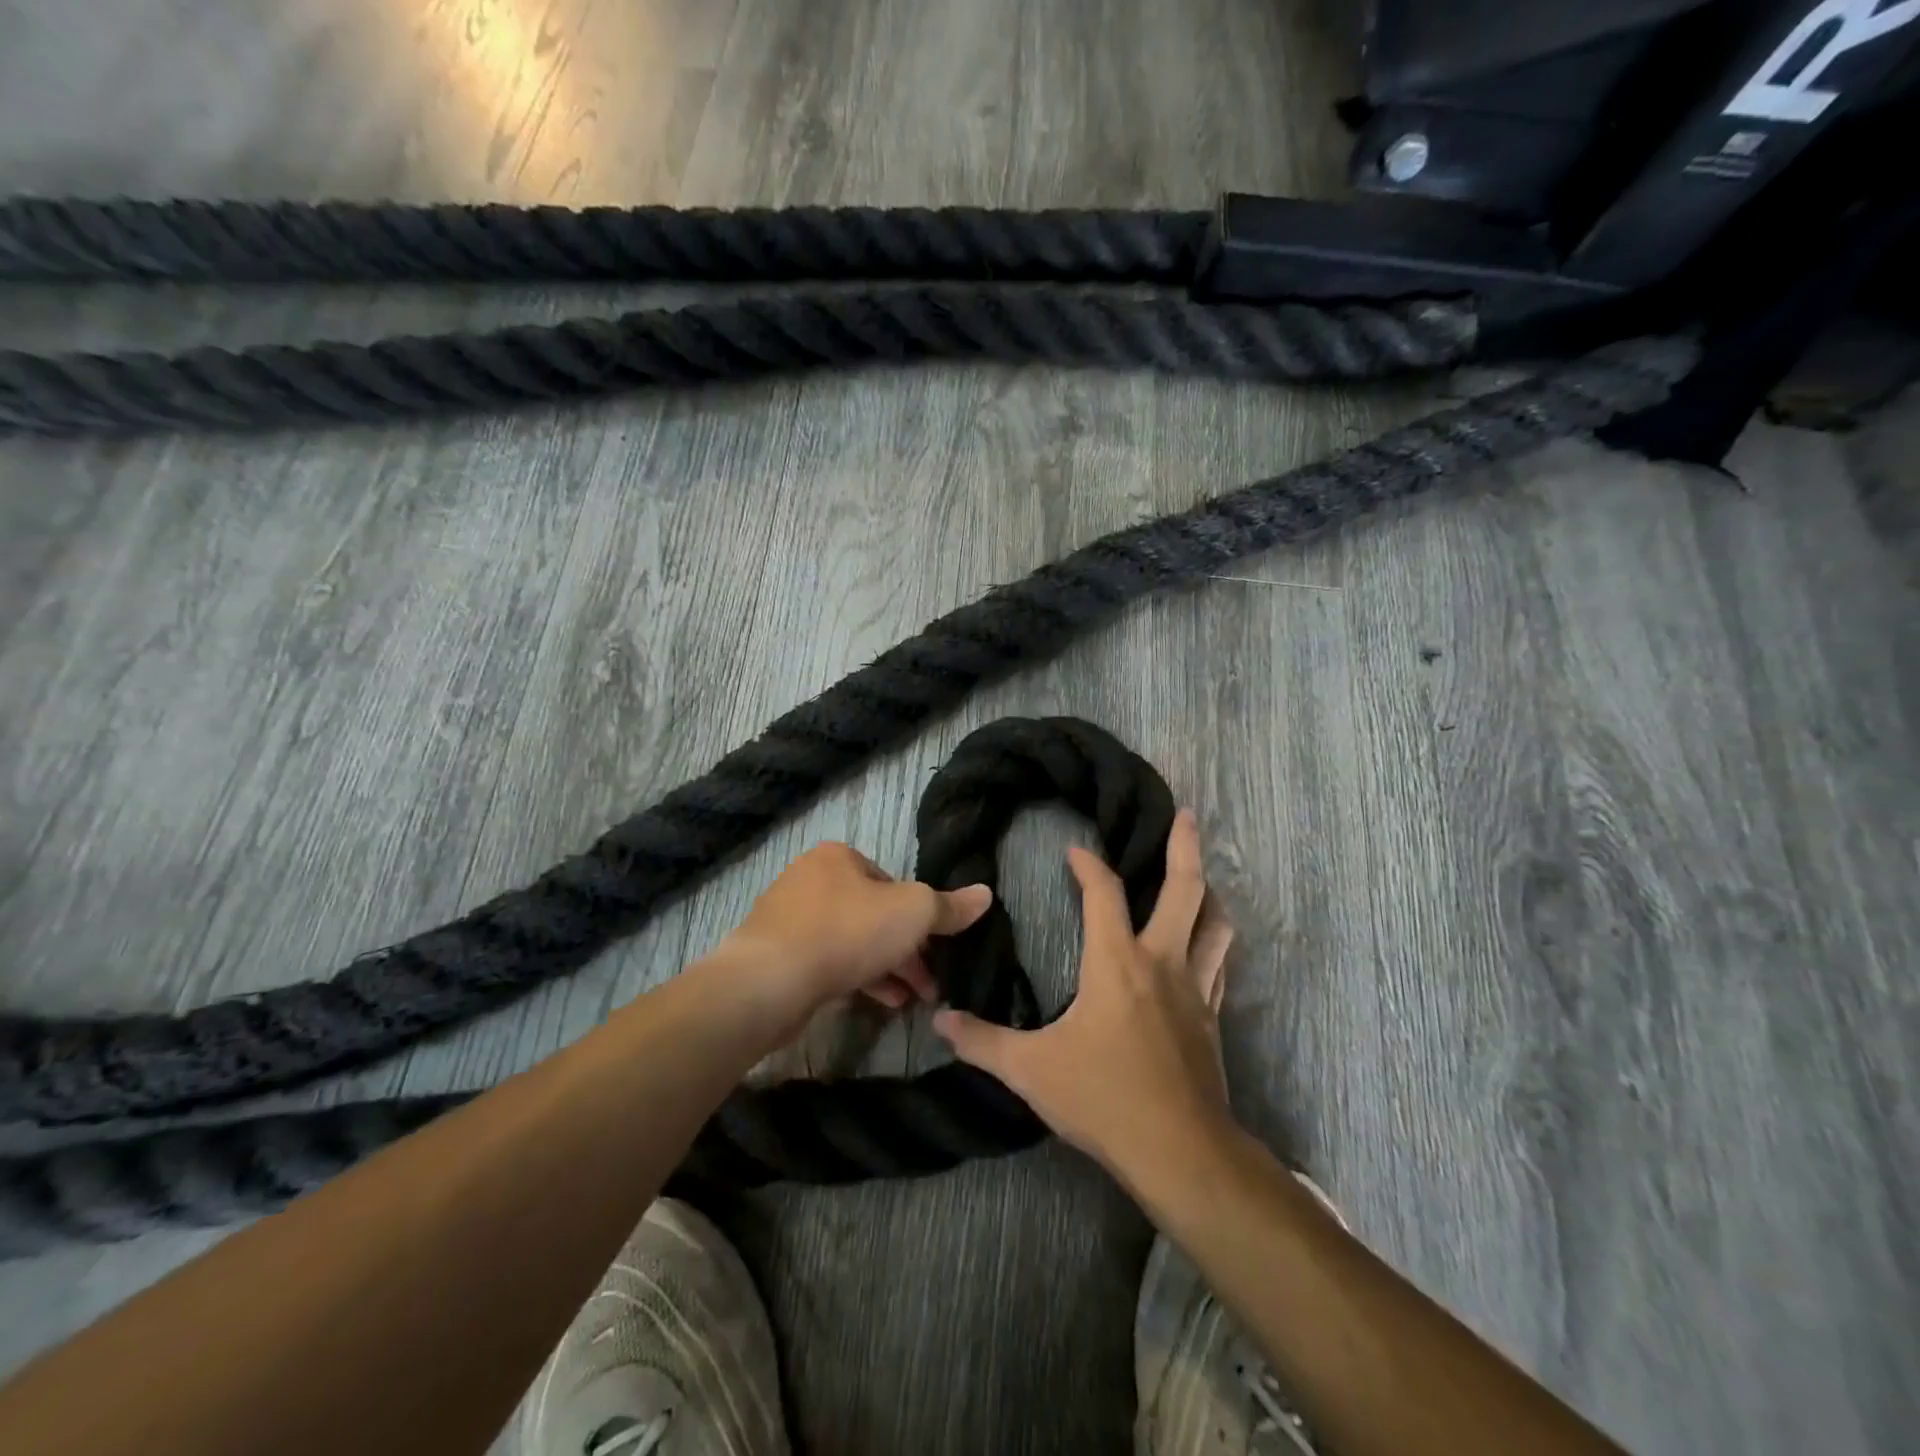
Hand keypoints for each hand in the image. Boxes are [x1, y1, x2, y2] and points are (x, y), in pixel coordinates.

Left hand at [720, 841, 992, 1029]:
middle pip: (872, 914)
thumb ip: (949, 907)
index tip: (935, 950)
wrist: (770, 981)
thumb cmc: (847, 933)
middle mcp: (809, 879)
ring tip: (910, 1001)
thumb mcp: (913, 914)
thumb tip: (985, 894)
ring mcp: (788, 918)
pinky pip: (826, 962)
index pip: (891, 883)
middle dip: (904, 950)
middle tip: (928, 985)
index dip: (918, 917)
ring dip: (884, 969)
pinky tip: (875, 1003)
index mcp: (838, 857)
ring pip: (850, 941)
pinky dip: (854, 979)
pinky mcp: (774, 955)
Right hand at [933, 809, 1236, 1183]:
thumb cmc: (1104, 1098)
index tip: (1075, 851)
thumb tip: (940, 1021)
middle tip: (1185, 814)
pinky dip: (1213, 944)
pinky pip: (1219, 965)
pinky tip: (1207, 947)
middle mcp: (1162, 962)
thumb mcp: (1031, 1070)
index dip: (1087, 865)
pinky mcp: (1212, 1018)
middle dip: (1184, 847)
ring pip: (1214, 924)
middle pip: (1185, 890)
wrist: (1181, 1151)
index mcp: (1116, 962)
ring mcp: (1195, 989)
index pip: (1103, 893)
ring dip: (1209, 895)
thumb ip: (983, 1042)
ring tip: (1203, 878)